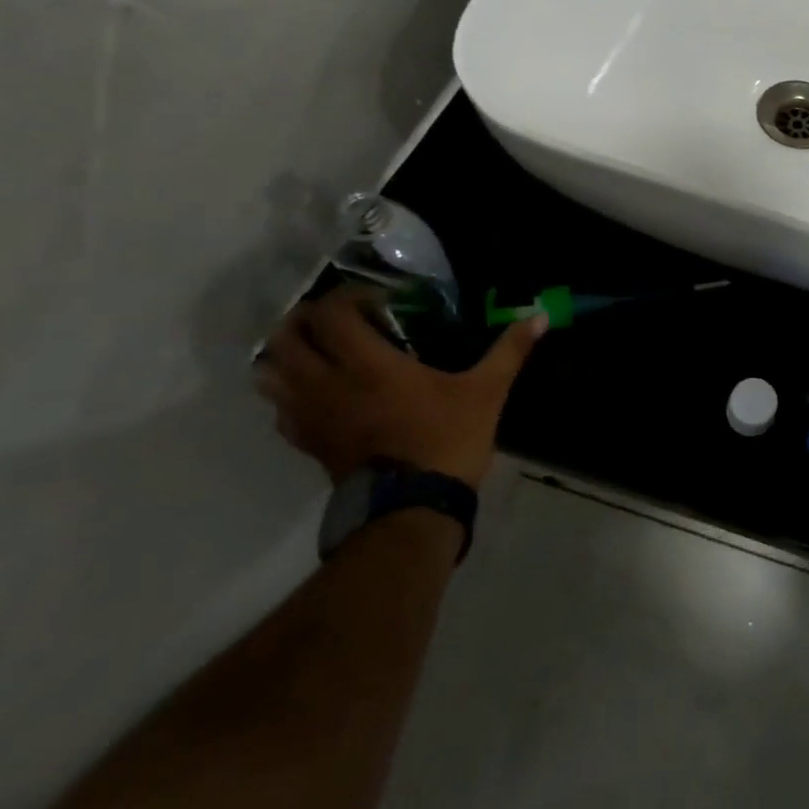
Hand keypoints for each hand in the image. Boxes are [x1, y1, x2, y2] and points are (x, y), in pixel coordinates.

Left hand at [255, 287, 546, 487]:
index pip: (331, 315)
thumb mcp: (486, 391)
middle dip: (306, 319)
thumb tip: (539, 315)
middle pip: (284, 339)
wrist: (413, 511)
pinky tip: (321, 392)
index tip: (379, 300)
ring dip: (288, 355)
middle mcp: (328, 384)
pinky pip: (281, 410)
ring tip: (322, 350)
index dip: (348, 297)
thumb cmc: (447, 441)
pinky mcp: (309, 444)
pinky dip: (290, 393)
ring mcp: (312, 416)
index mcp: (368, 364)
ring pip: (269, 374)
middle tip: (341, 318)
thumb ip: (509, 350)